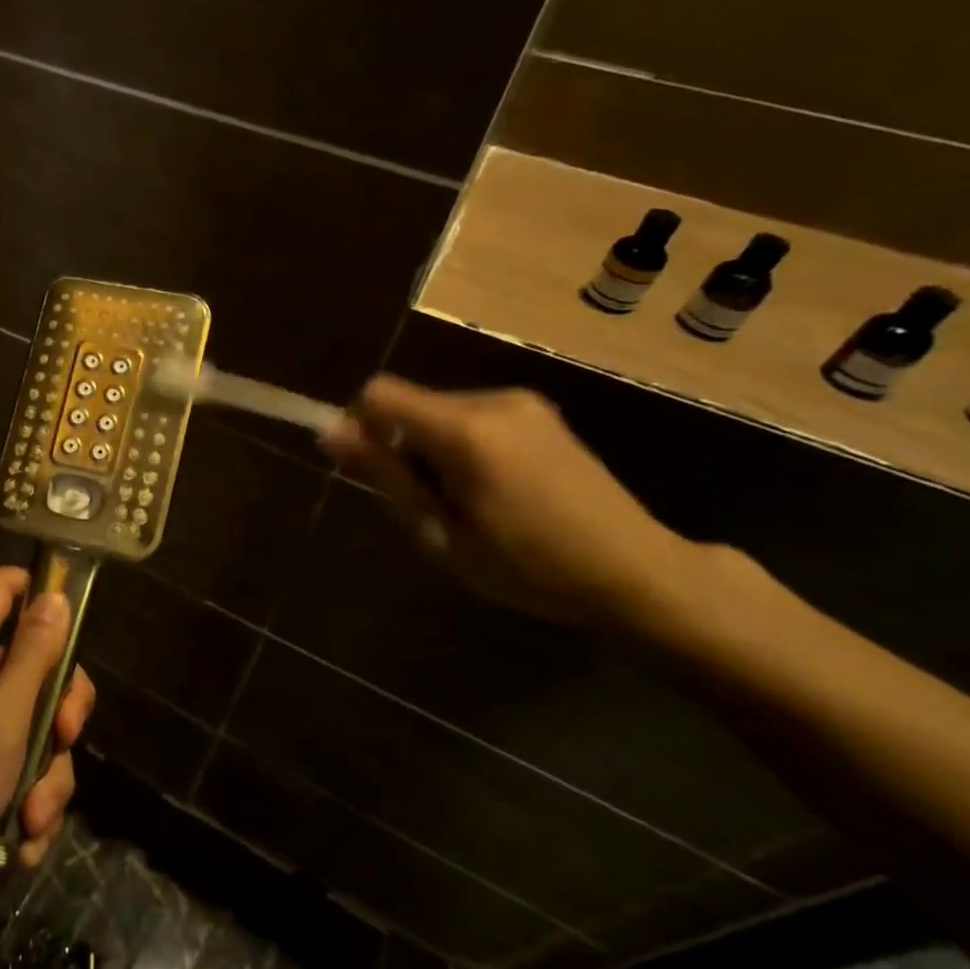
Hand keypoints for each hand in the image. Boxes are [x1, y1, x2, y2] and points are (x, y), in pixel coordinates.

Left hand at [0, 567, 95, 907]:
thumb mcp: (3, 718)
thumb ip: (33, 656)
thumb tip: (56, 595)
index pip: (5, 586)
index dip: (42, 591)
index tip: (76, 627)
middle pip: (42, 662)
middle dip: (62, 710)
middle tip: (64, 737)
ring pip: (45, 724)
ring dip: (50, 775)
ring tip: (32, 815)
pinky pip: (33, 766)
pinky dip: (36, 801)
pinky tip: (24, 836)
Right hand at [321, 375, 698, 623]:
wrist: (638, 573)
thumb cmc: (530, 567)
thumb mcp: (443, 534)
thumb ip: (387, 476)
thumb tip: (331, 433)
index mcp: (466, 431)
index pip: (380, 394)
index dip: (358, 425)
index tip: (365, 468)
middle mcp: (493, 401)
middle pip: (411, 403)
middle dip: (399, 444)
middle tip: (422, 502)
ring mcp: (522, 403)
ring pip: (440, 410)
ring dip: (430, 447)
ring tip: (462, 501)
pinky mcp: (541, 412)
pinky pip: (473, 416)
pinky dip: (460, 444)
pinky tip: (491, 488)